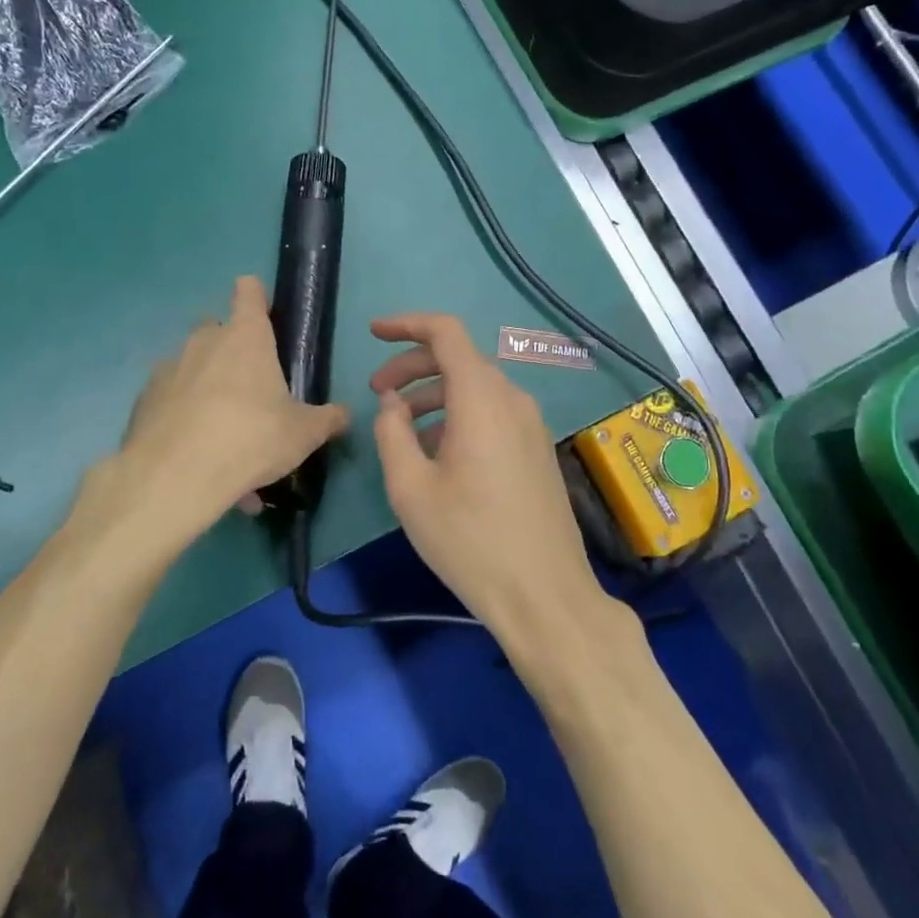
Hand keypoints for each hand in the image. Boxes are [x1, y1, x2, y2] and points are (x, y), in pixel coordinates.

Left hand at [118, 277, 349, 531]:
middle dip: (230, 347)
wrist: (175, 476)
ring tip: (222, 432)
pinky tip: (195, 451)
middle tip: (248, 385)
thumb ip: (327, 420)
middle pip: (216, 327)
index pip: (248, 292)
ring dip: (205, 386)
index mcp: (246, 337)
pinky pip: (170, 400)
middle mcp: (204, 342)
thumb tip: (345, 414)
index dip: (256, 296)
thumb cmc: (251, 438)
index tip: (263, 312)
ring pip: (190, 365)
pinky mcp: (143, 400)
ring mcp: (169, 368)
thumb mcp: (303, 434)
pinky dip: (182, 416)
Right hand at [369, 313, 611, 636]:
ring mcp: (531, 424)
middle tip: (377, 392)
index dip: (406, 324)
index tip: (373, 332)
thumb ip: (392, 432)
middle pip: (459, 360)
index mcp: (481, 398)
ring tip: (400, 427)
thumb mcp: (410, 488)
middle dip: (412, 367)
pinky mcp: (537, 449)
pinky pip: (493, 413)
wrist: (544, 594)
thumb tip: (392, 402)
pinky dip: (458, 415)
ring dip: (433, 395)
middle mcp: (512, 399)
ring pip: (475, 388)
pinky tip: (437, 452)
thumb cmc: (470, 540)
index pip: (446, 333)